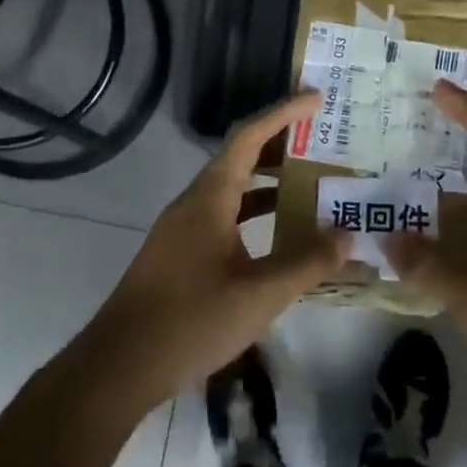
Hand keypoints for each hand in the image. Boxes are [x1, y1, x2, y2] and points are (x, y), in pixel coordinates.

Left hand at [82, 91, 347, 405]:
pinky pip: (223, 219)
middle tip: (325, 144)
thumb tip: (346, 236)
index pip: (248, 138)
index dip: (283, 114)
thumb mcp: (259, 295)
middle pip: (240, 159)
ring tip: (313, 186)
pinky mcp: (179, 255)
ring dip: (269, 185)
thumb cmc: (190, 322)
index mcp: (209, 199)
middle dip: (281, 147)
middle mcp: (193, 204)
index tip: (317, 100)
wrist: (120, 366)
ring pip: (232, 192)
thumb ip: (306, 263)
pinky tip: (279, 238)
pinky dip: (254, 216)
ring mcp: (182, 230)